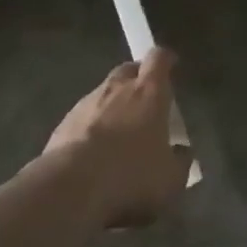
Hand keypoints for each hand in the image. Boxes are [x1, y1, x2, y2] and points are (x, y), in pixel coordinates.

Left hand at [44, 48, 191, 227]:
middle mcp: (118, 87)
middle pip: (129, 70)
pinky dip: (89, 129)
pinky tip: (90, 155)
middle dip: (136, 79)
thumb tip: (183, 152)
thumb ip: (180, 162)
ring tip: (115, 134)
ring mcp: (87, 104)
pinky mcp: (63, 125)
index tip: (171, 65)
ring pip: (103, 94)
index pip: (159, 58)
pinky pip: (82, 119)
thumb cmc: (130, 176)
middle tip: (143, 100)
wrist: (70, 188)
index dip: (165, 59)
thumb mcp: (170, 180)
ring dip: (111, 106)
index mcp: (149, 91)